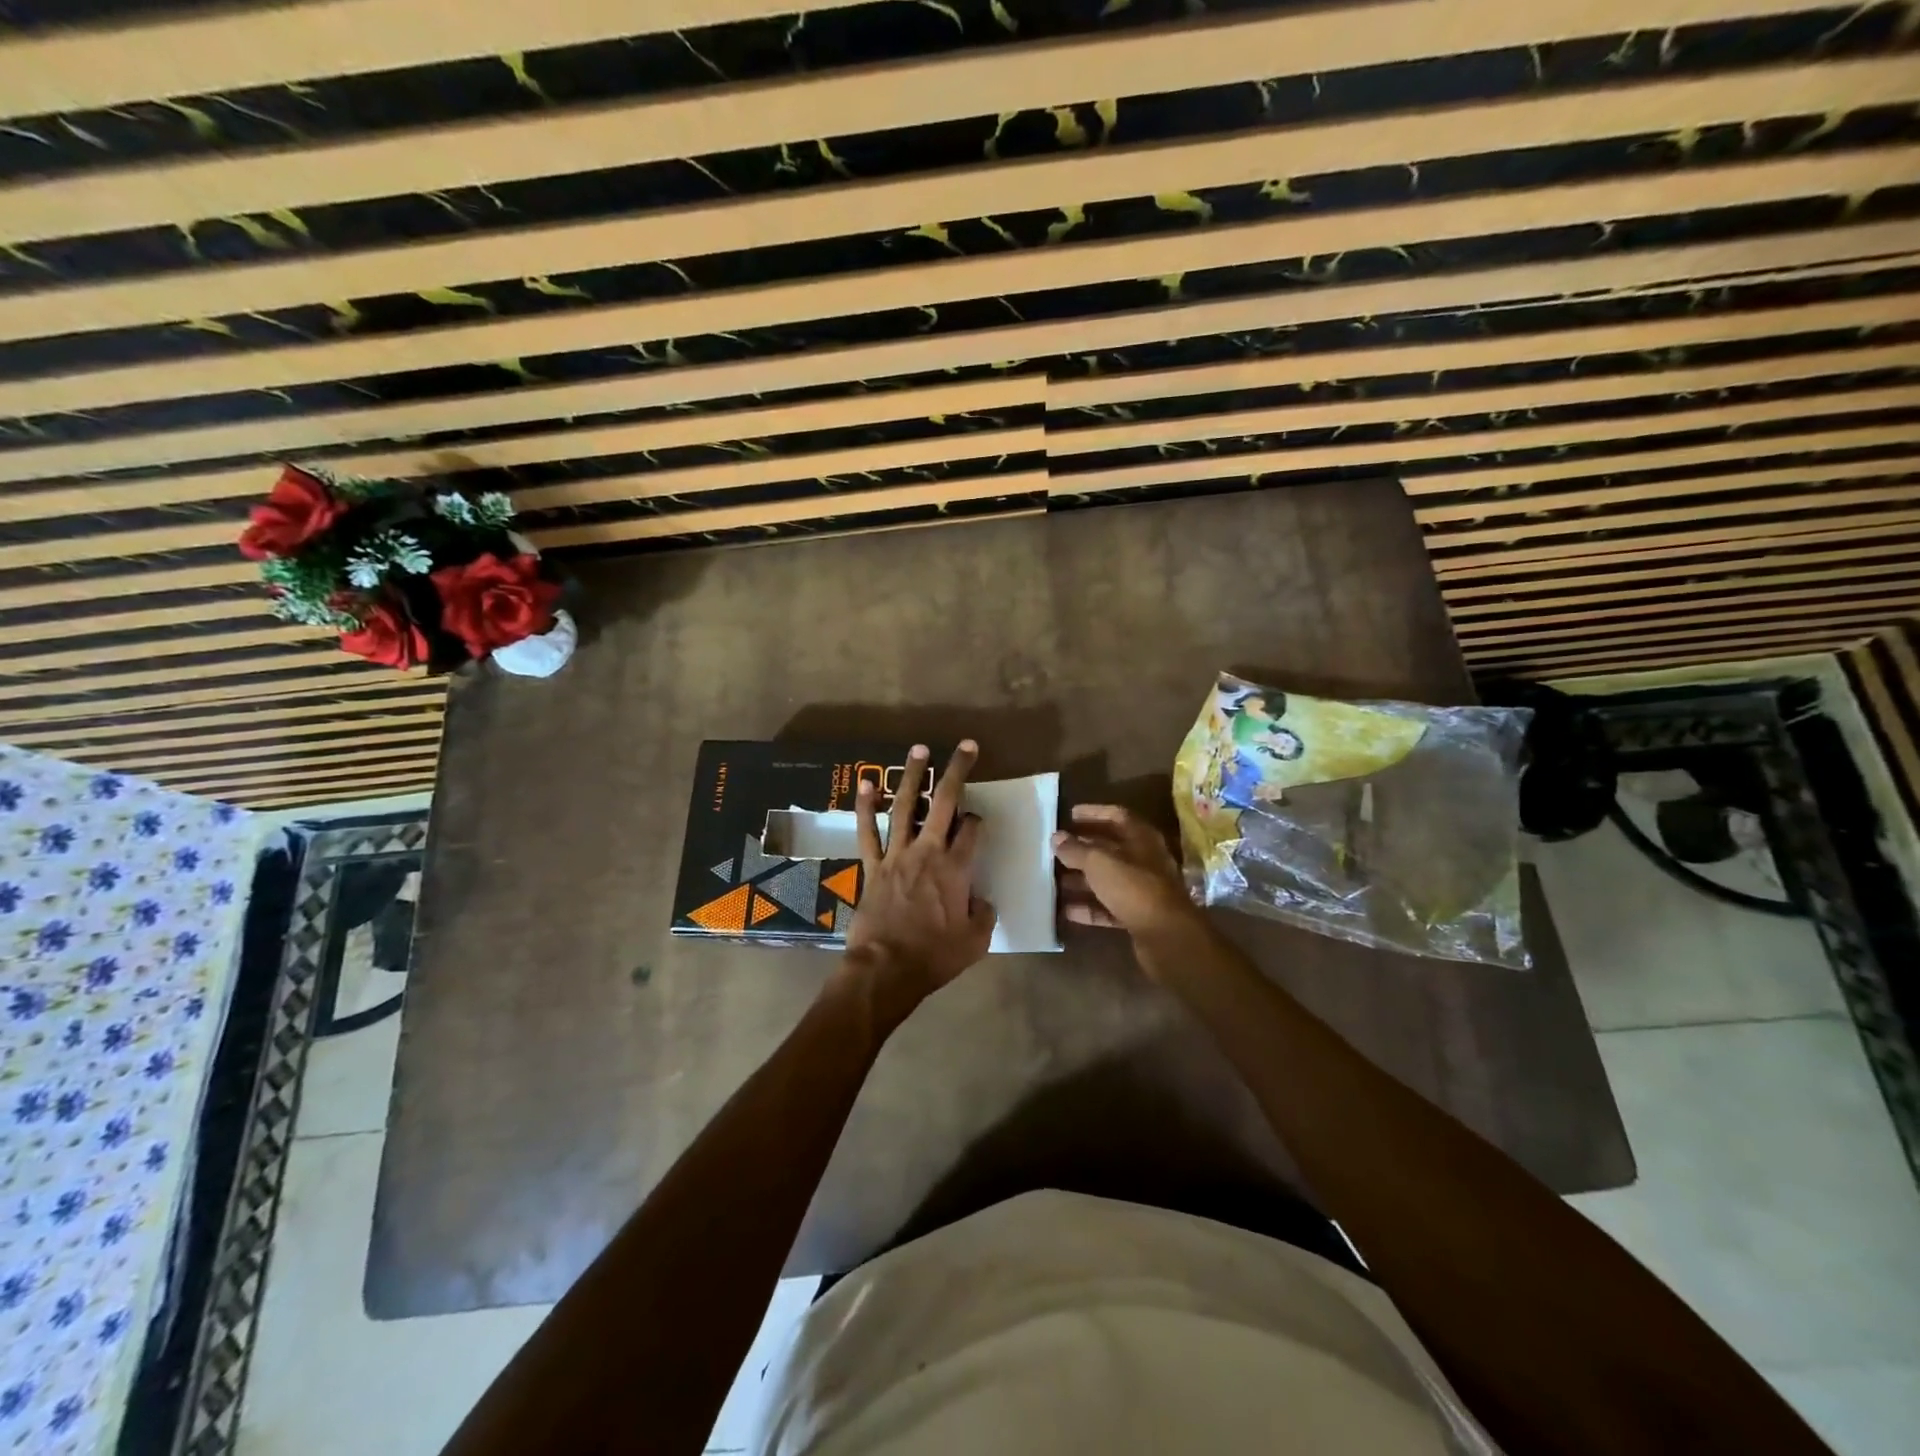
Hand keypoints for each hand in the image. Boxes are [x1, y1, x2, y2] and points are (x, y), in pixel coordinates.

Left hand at [842, 741, 996, 1006]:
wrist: (886, 969)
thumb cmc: (935, 956)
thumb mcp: (975, 941)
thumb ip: (983, 915)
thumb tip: (981, 901)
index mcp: (956, 869)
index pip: (972, 831)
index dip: (978, 820)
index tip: (978, 821)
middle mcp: (927, 852)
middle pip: (945, 803)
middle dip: (957, 772)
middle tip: (966, 747)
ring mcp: (897, 855)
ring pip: (905, 808)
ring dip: (913, 777)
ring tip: (919, 749)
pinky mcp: (872, 866)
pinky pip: (868, 832)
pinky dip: (866, 808)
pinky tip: (867, 785)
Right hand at [1053, 804, 1201, 940]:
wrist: (1167, 936)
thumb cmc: (1134, 888)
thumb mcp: (1099, 863)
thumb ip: (1076, 850)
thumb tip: (1056, 837)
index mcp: (1142, 839)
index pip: (1116, 816)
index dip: (1093, 813)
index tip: (1070, 815)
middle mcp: (1145, 861)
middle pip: (1111, 849)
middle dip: (1083, 848)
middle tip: (1057, 848)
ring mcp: (1143, 890)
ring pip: (1108, 880)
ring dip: (1083, 880)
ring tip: (1055, 880)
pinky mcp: (1138, 917)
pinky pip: (1109, 908)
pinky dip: (1090, 908)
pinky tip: (1067, 911)